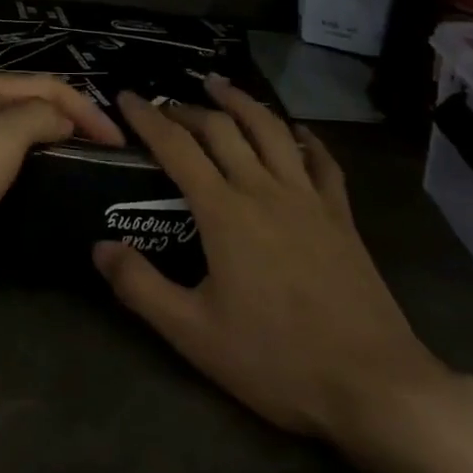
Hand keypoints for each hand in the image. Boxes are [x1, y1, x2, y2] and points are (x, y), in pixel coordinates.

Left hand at [0, 72, 123, 293]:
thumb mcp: (1, 139)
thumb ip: (40, 117)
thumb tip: (64, 118)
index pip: (50, 86)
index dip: (88, 110)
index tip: (118, 145)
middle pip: (34, 102)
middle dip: (72, 120)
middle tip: (105, 154)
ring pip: (19, 129)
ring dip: (52, 140)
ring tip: (83, 166)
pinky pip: (3, 155)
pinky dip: (30, 161)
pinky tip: (43, 181)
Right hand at [92, 77, 449, 443]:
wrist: (374, 385)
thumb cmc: (276, 359)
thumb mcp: (193, 333)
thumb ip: (140, 286)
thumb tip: (98, 247)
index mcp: (224, 212)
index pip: (176, 147)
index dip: (147, 118)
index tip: (126, 96)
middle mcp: (264, 190)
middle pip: (222, 129)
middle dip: (188, 109)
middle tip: (166, 104)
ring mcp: (308, 199)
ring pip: (271, 131)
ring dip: (242, 103)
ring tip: (220, 86)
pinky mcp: (341, 217)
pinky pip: (323, 162)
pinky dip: (306, 139)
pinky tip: (297, 131)